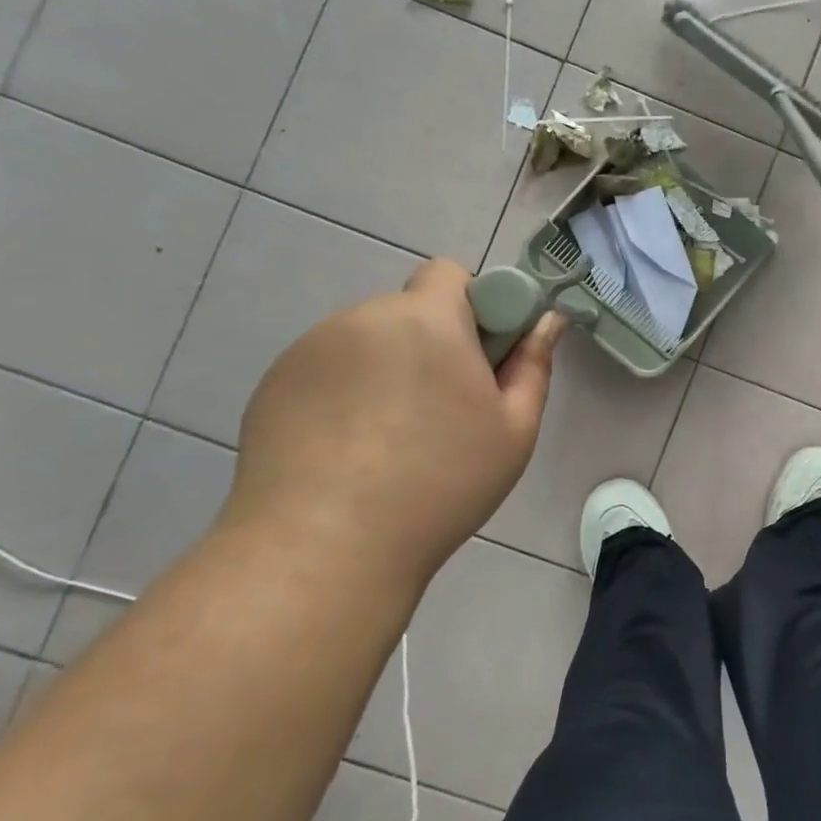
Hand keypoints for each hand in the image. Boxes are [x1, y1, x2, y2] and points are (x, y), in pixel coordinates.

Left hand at [222, 259, 563, 580]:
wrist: (324, 547)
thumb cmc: (440, 485)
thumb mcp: (513, 431)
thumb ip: (533, 365)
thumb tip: (548, 320)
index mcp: (427, 319)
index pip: (449, 273)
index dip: (471, 307)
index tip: (477, 360)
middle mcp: (364, 318)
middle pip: (408, 311)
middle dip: (430, 344)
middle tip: (440, 412)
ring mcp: (310, 350)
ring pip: (366, 342)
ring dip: (386, 369)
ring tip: (387, 442)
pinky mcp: (273, 384)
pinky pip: (326, 371)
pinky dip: (343, 394)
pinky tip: (345, 453)